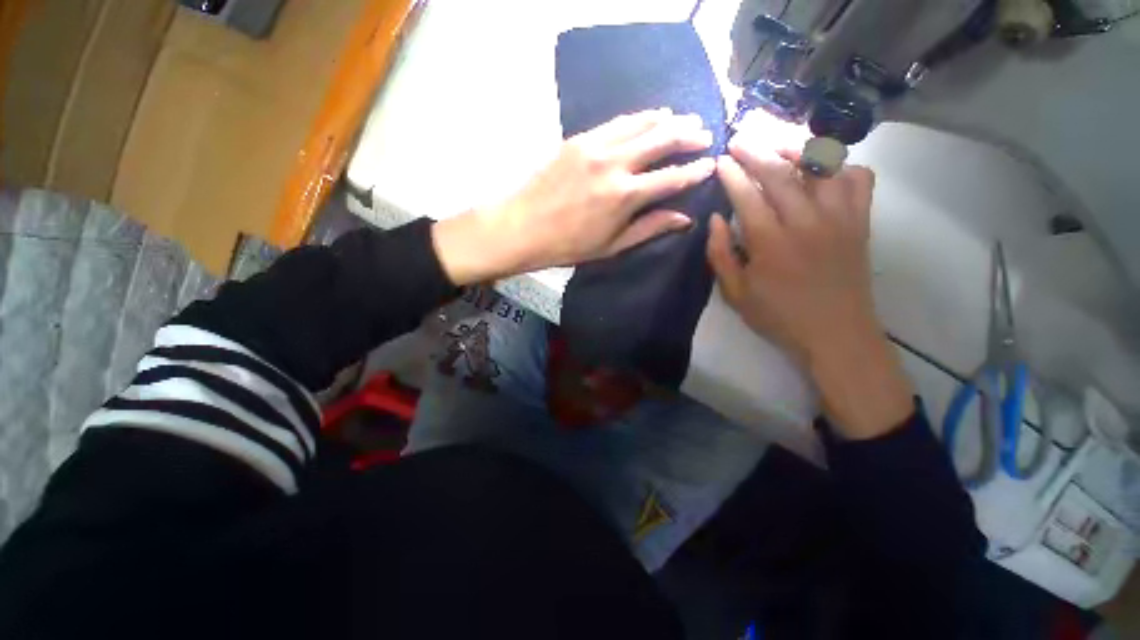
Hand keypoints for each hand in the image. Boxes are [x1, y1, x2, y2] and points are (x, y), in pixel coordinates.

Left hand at [433, 109, 715, 283]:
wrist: (522, 227)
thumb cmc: (568, 246)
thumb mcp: (612, 246)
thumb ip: (650, 228)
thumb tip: (685, 218)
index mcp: (625, 196)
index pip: (673, 177)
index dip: (696, 171)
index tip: (711, 165)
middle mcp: (616, 164)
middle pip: (663, 139)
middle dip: (689, 135)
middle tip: (705, 135)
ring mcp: (596, 146)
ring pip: (642, 123)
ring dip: (668, 120)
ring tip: (684, 119)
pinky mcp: (579, 139)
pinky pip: (617, 122)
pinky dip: (639, 118)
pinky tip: (649, 117)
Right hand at [707, 139, 912, 438]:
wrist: (836, 334)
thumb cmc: (779, 316)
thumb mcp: (735, 294)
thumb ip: (720, 255)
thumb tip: (716, 220)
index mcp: (771, 242)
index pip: (747, 195)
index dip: (732, 174)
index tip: (721, 160)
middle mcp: (806, 221)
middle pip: (780, 172)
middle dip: (756, 150)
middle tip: (740, 138)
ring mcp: (839, 218)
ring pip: (822, 165)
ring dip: (797, 148)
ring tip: (779, 144)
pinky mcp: (860, 221)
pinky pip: (858, 178)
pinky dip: (841, 166)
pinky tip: (824, 173)